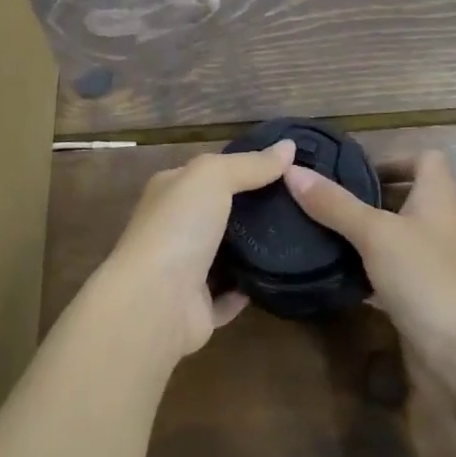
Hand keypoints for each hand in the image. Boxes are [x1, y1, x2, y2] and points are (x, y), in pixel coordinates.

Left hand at [97, 140, 296, 360]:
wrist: (155, 302)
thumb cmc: (178, 227)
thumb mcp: (212, 177)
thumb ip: (250, 163)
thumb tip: (289, 146)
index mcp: (171, 192)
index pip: (209, 173)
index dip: (245, 166)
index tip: (288, 167)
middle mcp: (174, 228)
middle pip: (219, 213)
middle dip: (254, 209)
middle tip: (300, 203)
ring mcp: (184, 270)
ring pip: (225, 255)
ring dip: (253, 249)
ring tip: (298, 237)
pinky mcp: (197, 309)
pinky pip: (229, 296)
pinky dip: (248, 289)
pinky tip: (279, 278)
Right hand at [284, 149, 455, 363]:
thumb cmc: (424, 277)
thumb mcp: (374, 233)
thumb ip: (334, 204)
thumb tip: (292, 170)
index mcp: (438, 199)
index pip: (426, 160)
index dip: (394, 158)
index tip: (354, 170)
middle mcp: (439, 226)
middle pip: (406, 197)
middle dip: (367, 196)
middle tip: (324, 199)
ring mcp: (433, 264)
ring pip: (396, 236)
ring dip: (364, 233)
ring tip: (322, 230)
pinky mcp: (422, 297)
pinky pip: (391, 271)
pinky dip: (367, 268)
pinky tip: (336, 272)